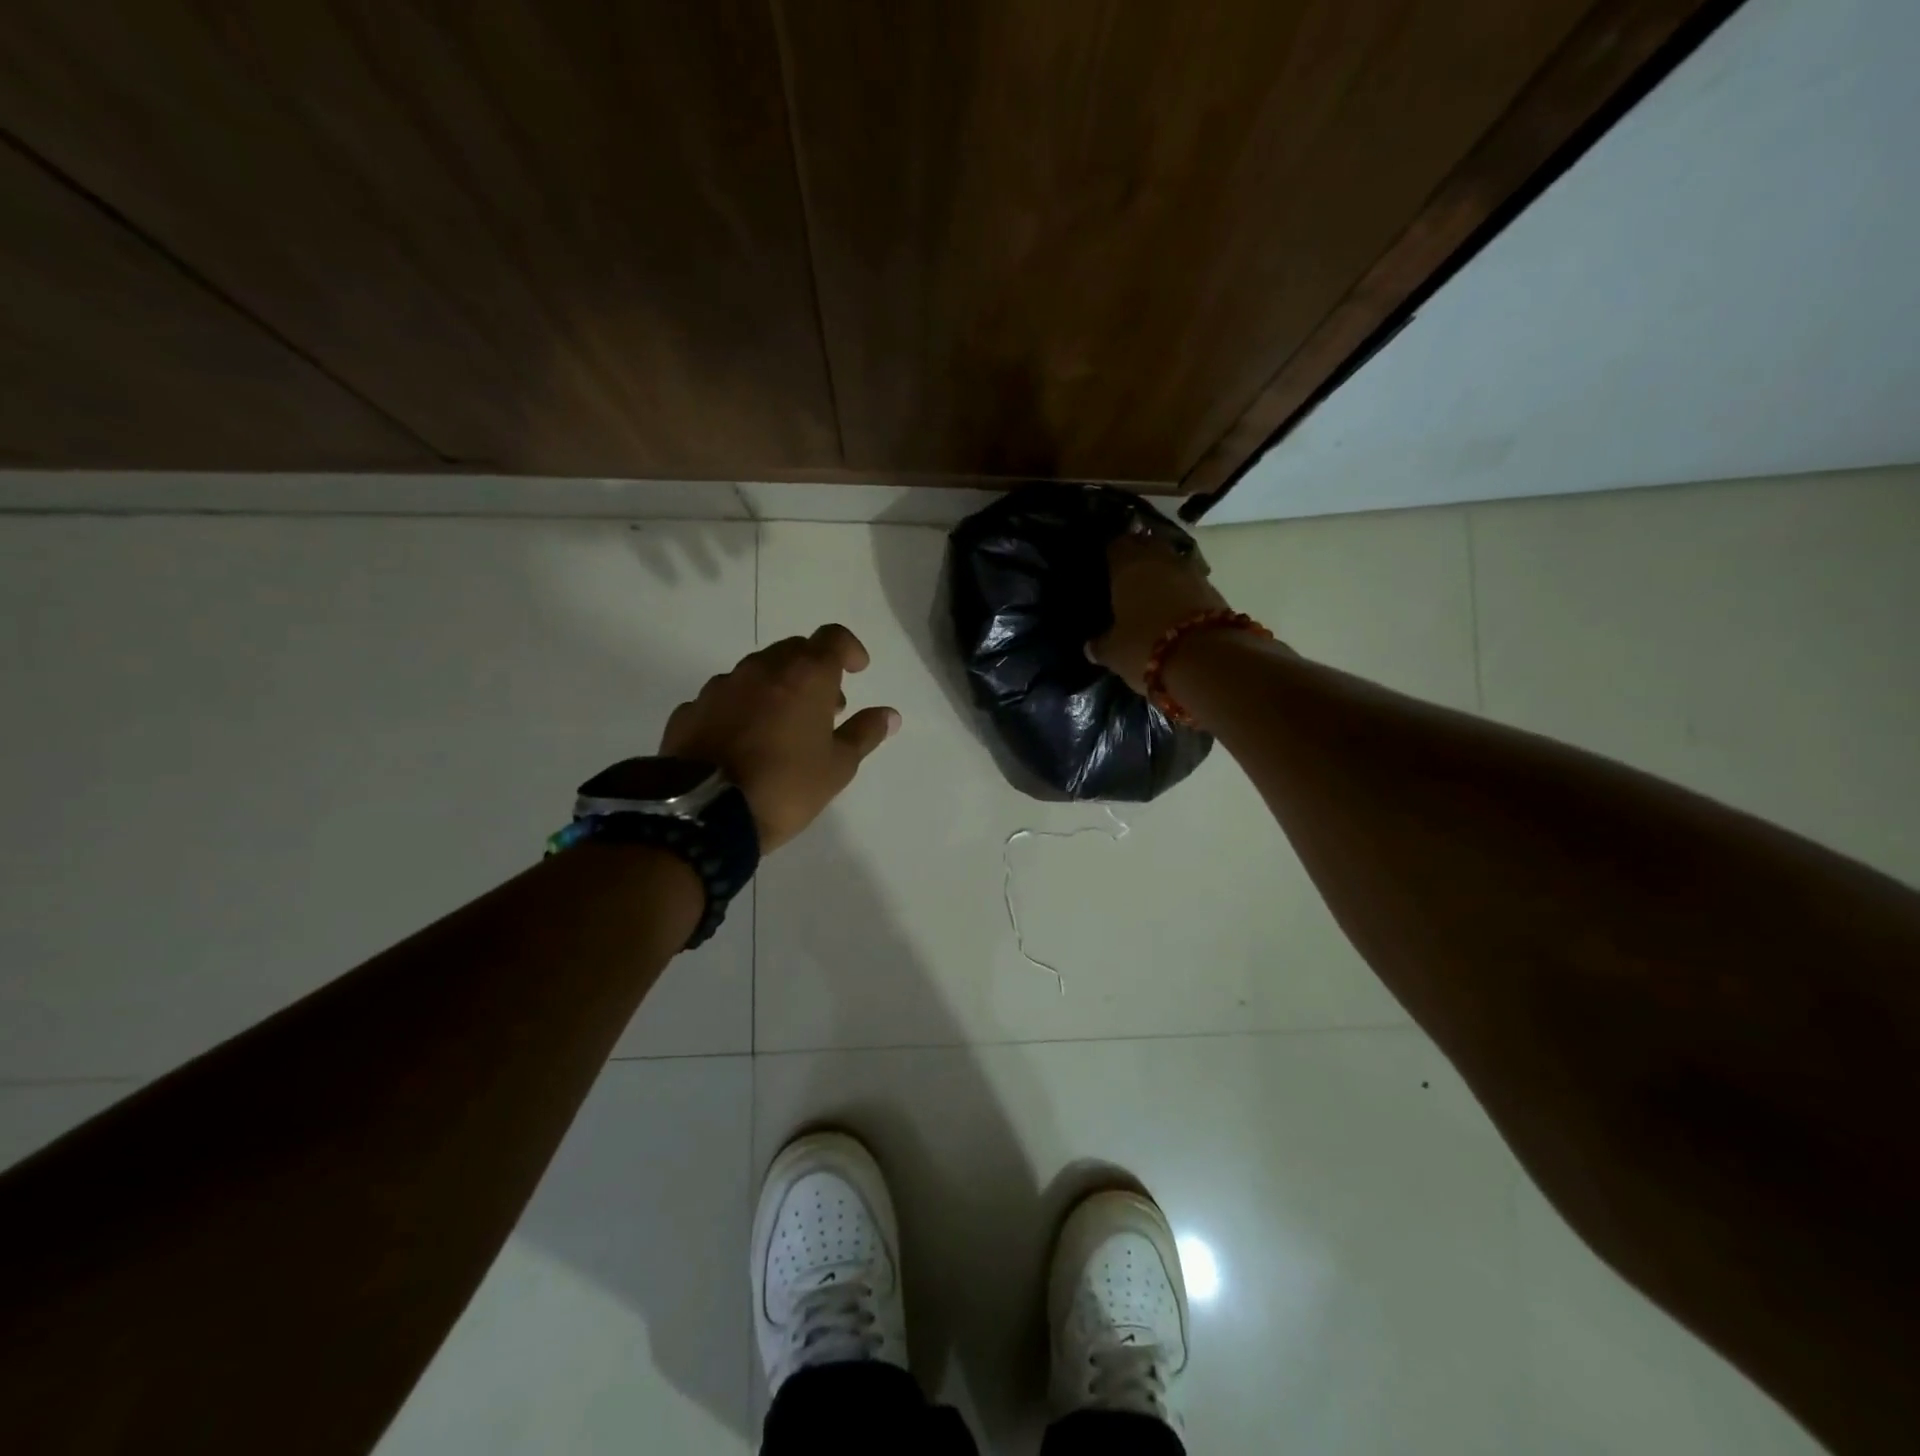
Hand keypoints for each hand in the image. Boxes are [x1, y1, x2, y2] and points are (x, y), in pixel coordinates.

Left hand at [660, 624, 900, 851]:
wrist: (703, 814)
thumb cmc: (786, 786)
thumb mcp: (838, 767)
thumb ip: (864, 733)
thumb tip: (889, 714)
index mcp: (804, 676)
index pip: (832, 638)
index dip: (849, 649)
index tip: (857, 671)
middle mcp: (761, 669)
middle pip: (793, 651)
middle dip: (813, 670)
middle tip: (825, 707)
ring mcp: (720, 687)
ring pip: (756, 672)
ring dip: (776, 688)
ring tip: (783, 727)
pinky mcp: (690, 710)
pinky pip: (725, 698)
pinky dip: (741, 708)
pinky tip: (744, 741)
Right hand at [1089, 532, 1231, 693]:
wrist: (1206, 659)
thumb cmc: (1146, 646)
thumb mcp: (1114, 652)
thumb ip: (1101, 645)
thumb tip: (1090, 646)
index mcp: (1129, 566)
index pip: (1117, 545)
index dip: (1112, 553)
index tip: (1106, 563)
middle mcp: (1160, 560)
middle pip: (1149, 545)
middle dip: (1141, 554)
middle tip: (1129, 573)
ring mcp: (1192, 572)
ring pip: (1173, 562)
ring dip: (1165, 571)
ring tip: (1154, 590)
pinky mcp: (1215, 590)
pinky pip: (1192, 582)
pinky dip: (1183, 590)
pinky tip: (1176, 607)